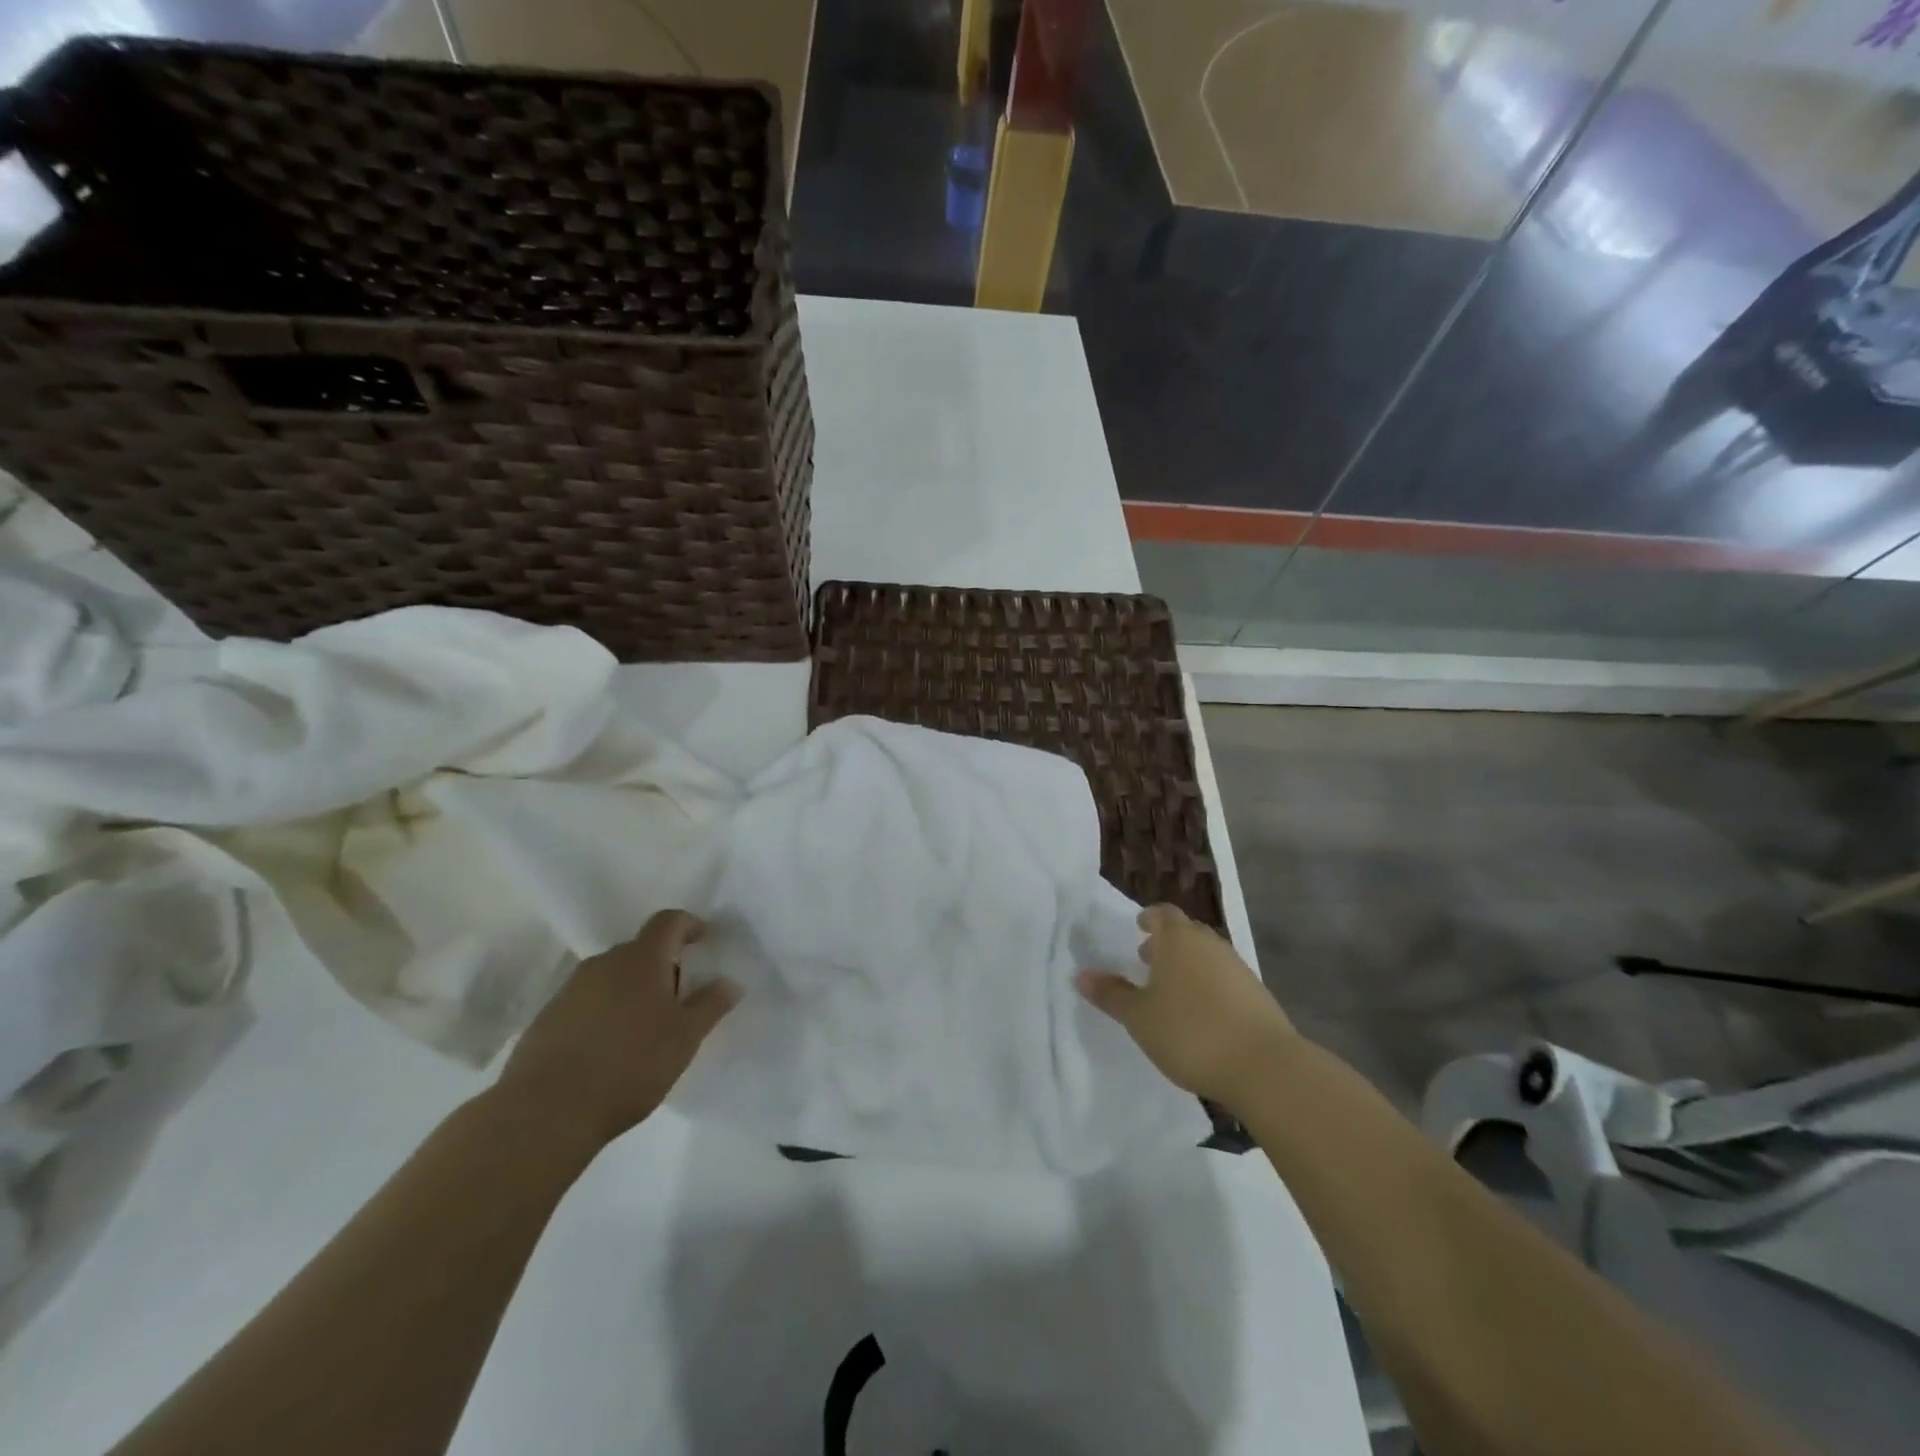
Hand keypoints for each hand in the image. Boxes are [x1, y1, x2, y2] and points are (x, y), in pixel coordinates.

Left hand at [493, 910, 738, 1150]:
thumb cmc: (629, 1066)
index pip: (668, 921)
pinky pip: (587, 1002)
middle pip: (640, 950)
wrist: (545, 1112)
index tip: (704, 942)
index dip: (689, 925)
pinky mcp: (546, 1018)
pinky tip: (610, 1050)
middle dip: (663, 967)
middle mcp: (603, 963)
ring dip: (632, 991)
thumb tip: (729, 982)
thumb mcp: (684, 1038)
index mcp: (641, 959)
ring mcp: (570, 990)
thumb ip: (710, 1005)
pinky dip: (605, 1013)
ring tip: (644, 1030)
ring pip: (612, 977)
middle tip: (679, 1001)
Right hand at [1077, 904, 1295, 1108]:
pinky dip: (1207, 984)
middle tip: (1147, 959)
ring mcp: (1237, 967)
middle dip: (1166, 942)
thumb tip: (1082, 975)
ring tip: (1170, 990)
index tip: (1138, 927)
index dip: (1149, 918)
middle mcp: (1209, 943)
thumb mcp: (1139, 1017)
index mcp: (1178, 939)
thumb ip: (1111, 994)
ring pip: (1206, 955)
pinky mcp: (1256, 993)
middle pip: (1186, 932)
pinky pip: (1223, 977)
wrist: (1264, 1066)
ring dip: (1187, 964)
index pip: (1162, 913)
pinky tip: (1200, 1013)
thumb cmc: (1189, 1032)